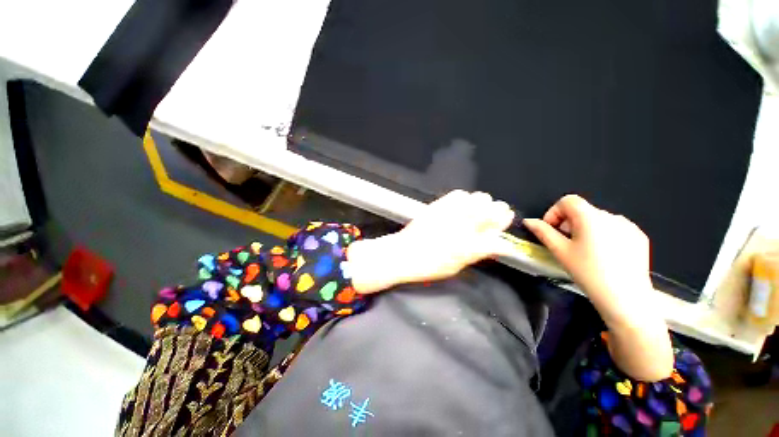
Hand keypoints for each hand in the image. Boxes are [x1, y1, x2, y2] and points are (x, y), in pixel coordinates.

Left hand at [349, 190, 514, 293]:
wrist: (402, 253)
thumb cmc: (429, 266)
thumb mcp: (457, 266)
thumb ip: (478, 253)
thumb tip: (496, 244)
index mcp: (470, 244)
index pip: (499, 229)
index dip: (505, 222)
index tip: (506, 221)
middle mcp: (464, 225)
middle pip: (493, 208)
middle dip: (497, 211)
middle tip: (493, 217)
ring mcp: (451, 212)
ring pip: (479, 197)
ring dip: (482, 203)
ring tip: (476, 211)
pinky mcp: (438, 205)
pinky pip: (459, 194)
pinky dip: (465, 198)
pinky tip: (462, 205)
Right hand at [522, 195, 653, 319]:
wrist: (625, 298)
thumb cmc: (587, 272)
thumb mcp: (560, 251)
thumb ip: (542, 232)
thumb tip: (529, 221)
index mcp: (590, 217)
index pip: (567, 201)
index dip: (554, 212)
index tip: (551, 230)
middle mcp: (611, 216)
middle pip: (582, 210)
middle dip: (568, 223)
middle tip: (565, 243)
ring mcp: (628, 226)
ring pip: (598, 219)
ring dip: (585, 229)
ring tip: (584, 251)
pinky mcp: (639, 237)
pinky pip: (614, 228)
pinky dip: (603, 235)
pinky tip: (603, 255)